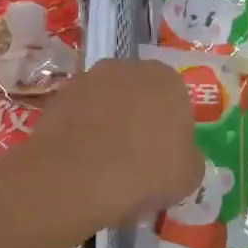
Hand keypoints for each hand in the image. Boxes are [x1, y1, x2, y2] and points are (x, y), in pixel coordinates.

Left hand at [24, 59, 202, 228]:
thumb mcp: (189, 176)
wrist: (76, 179)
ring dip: (108, 123)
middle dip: (139, 119)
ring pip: (106, 103)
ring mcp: (88, 79)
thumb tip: (182, 156)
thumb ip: (190, 157)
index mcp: (168, 80)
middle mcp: (128, 68)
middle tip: (137, 158)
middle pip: (140, 95)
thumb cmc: (145, 173)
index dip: (172, 130)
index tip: (166, 157)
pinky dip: (81, 133)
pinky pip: (79, 116)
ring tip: (105, 162)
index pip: (177, 101)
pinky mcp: (57, 98)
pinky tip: (81, 162)